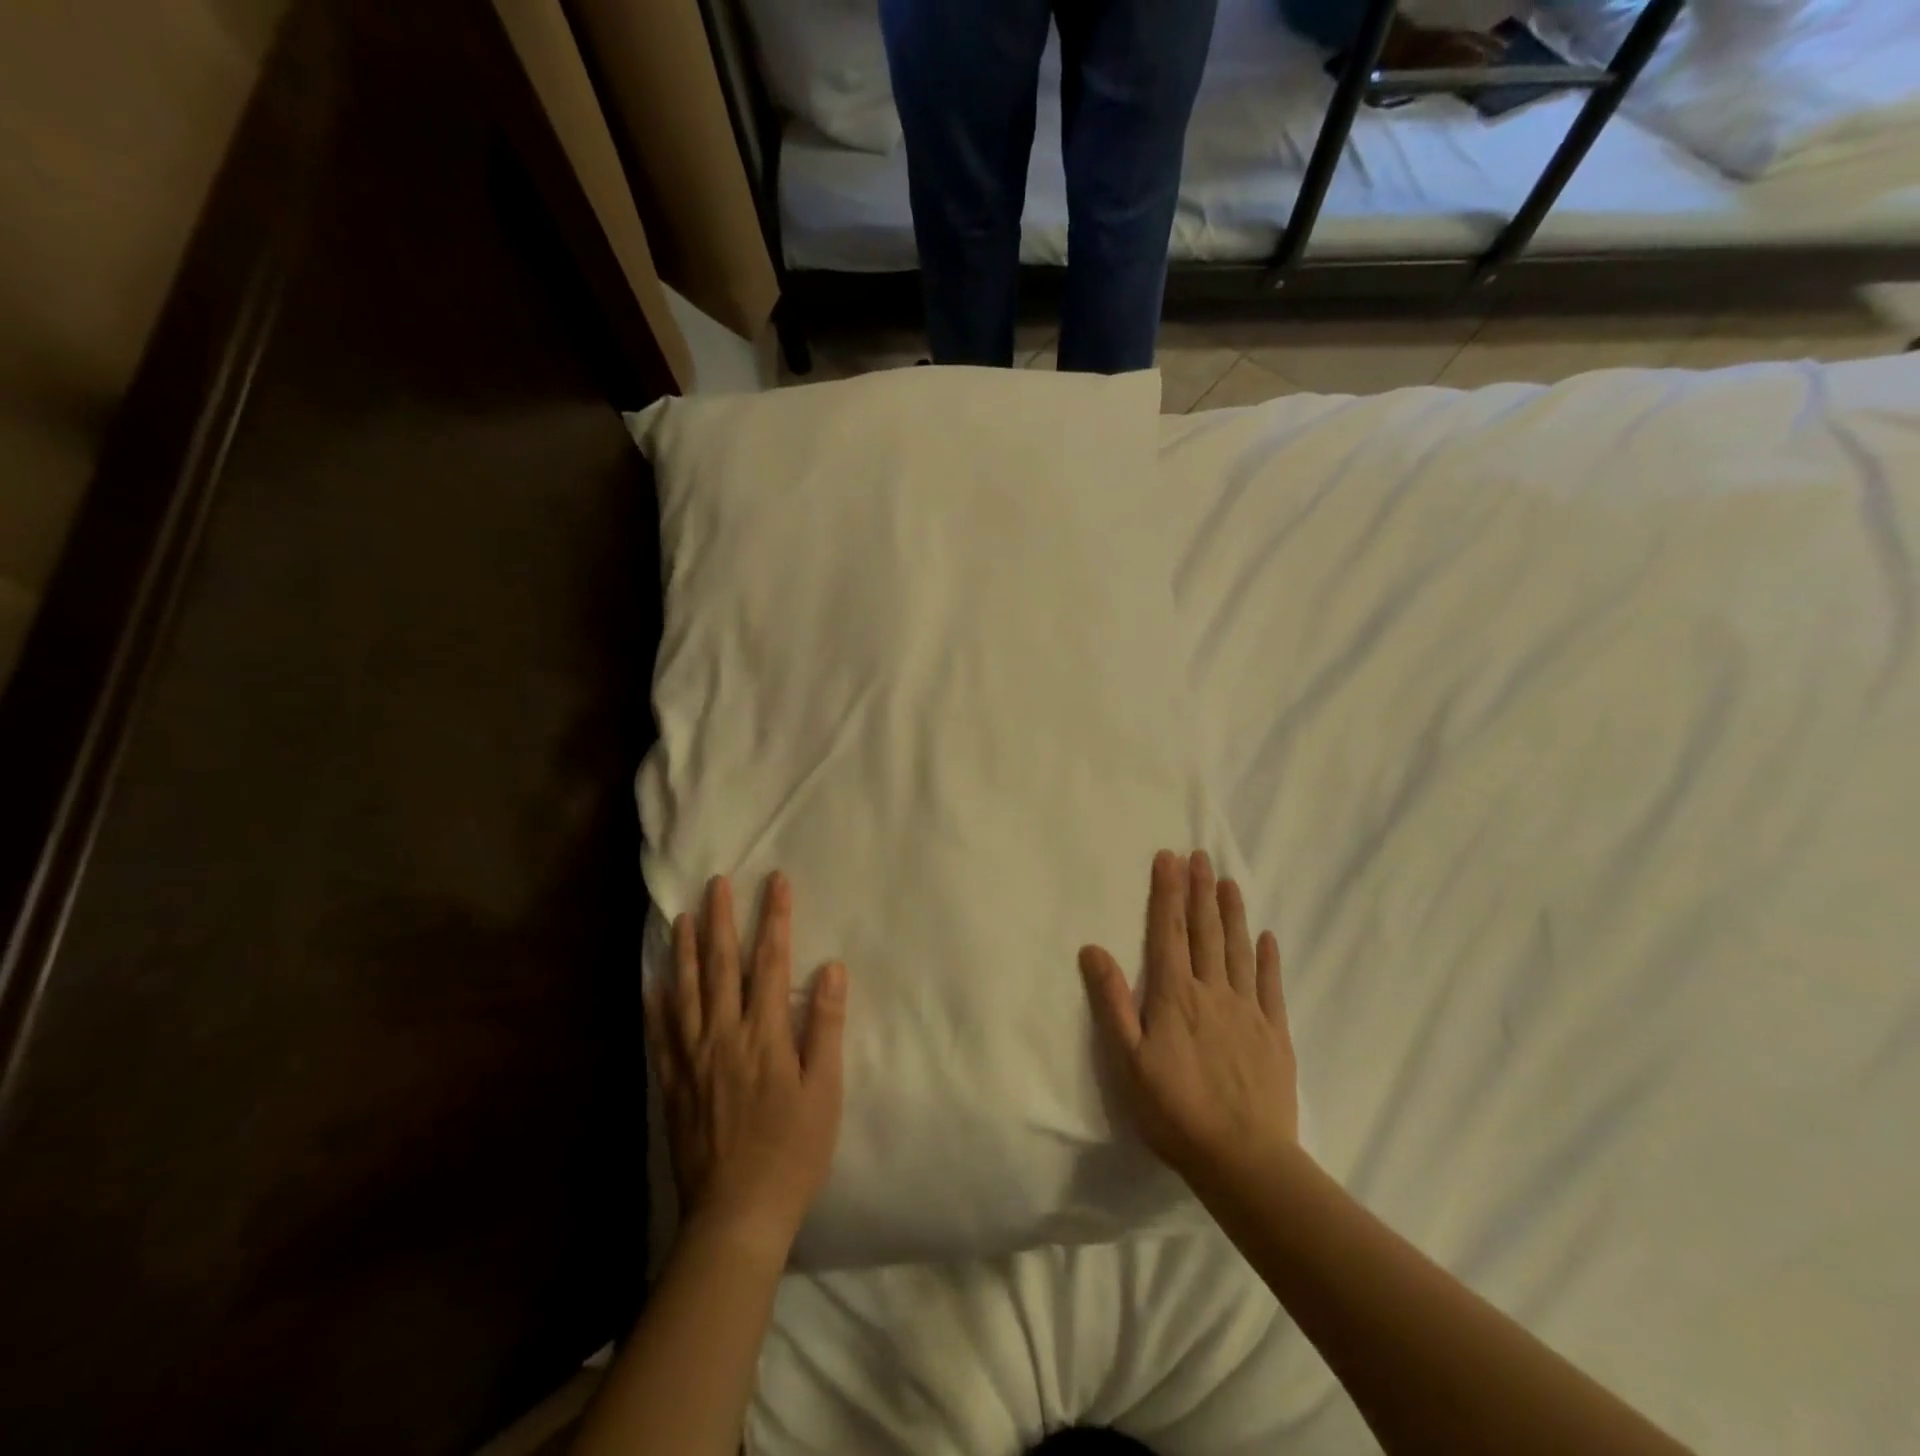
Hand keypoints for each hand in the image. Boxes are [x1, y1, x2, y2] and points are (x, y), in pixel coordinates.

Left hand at [646, 872, 847, 1259]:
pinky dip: (657, 1005)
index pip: (771, 961)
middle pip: (722, 967)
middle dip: (722, 920)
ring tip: (682, 917)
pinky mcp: (673, 1086)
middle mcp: (723, 1036)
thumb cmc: (792, 1152)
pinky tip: (653, 984)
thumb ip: (824, 1026)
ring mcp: (693, 1060)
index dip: (775, 918)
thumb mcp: (824, 1090)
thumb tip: (831, 968)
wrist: (736, 1215)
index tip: (775, 881)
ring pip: (686, 993)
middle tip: (716, 883)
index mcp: (764, 1035)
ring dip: (686, 951)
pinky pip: (661, 1036)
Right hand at [1080, 850, 1298, 1190]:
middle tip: (1200, 856)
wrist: (1243, 1159)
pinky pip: (1271, 986)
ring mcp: (1247, 1011)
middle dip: (1200, 891)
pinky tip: (1267, 937)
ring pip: (1238, 950)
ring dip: (1232, 913)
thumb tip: (1093, 949)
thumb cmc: (1174, 1110)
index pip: (1168, 931)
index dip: (1168, 893)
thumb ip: (1111, 1001)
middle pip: (1205, 931)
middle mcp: (1212, 991)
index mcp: (1174, 995)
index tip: (1170, 858)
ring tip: (1229, 882)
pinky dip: (1268, 958)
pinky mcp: (1274, 1034)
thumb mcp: (1127, 1060)